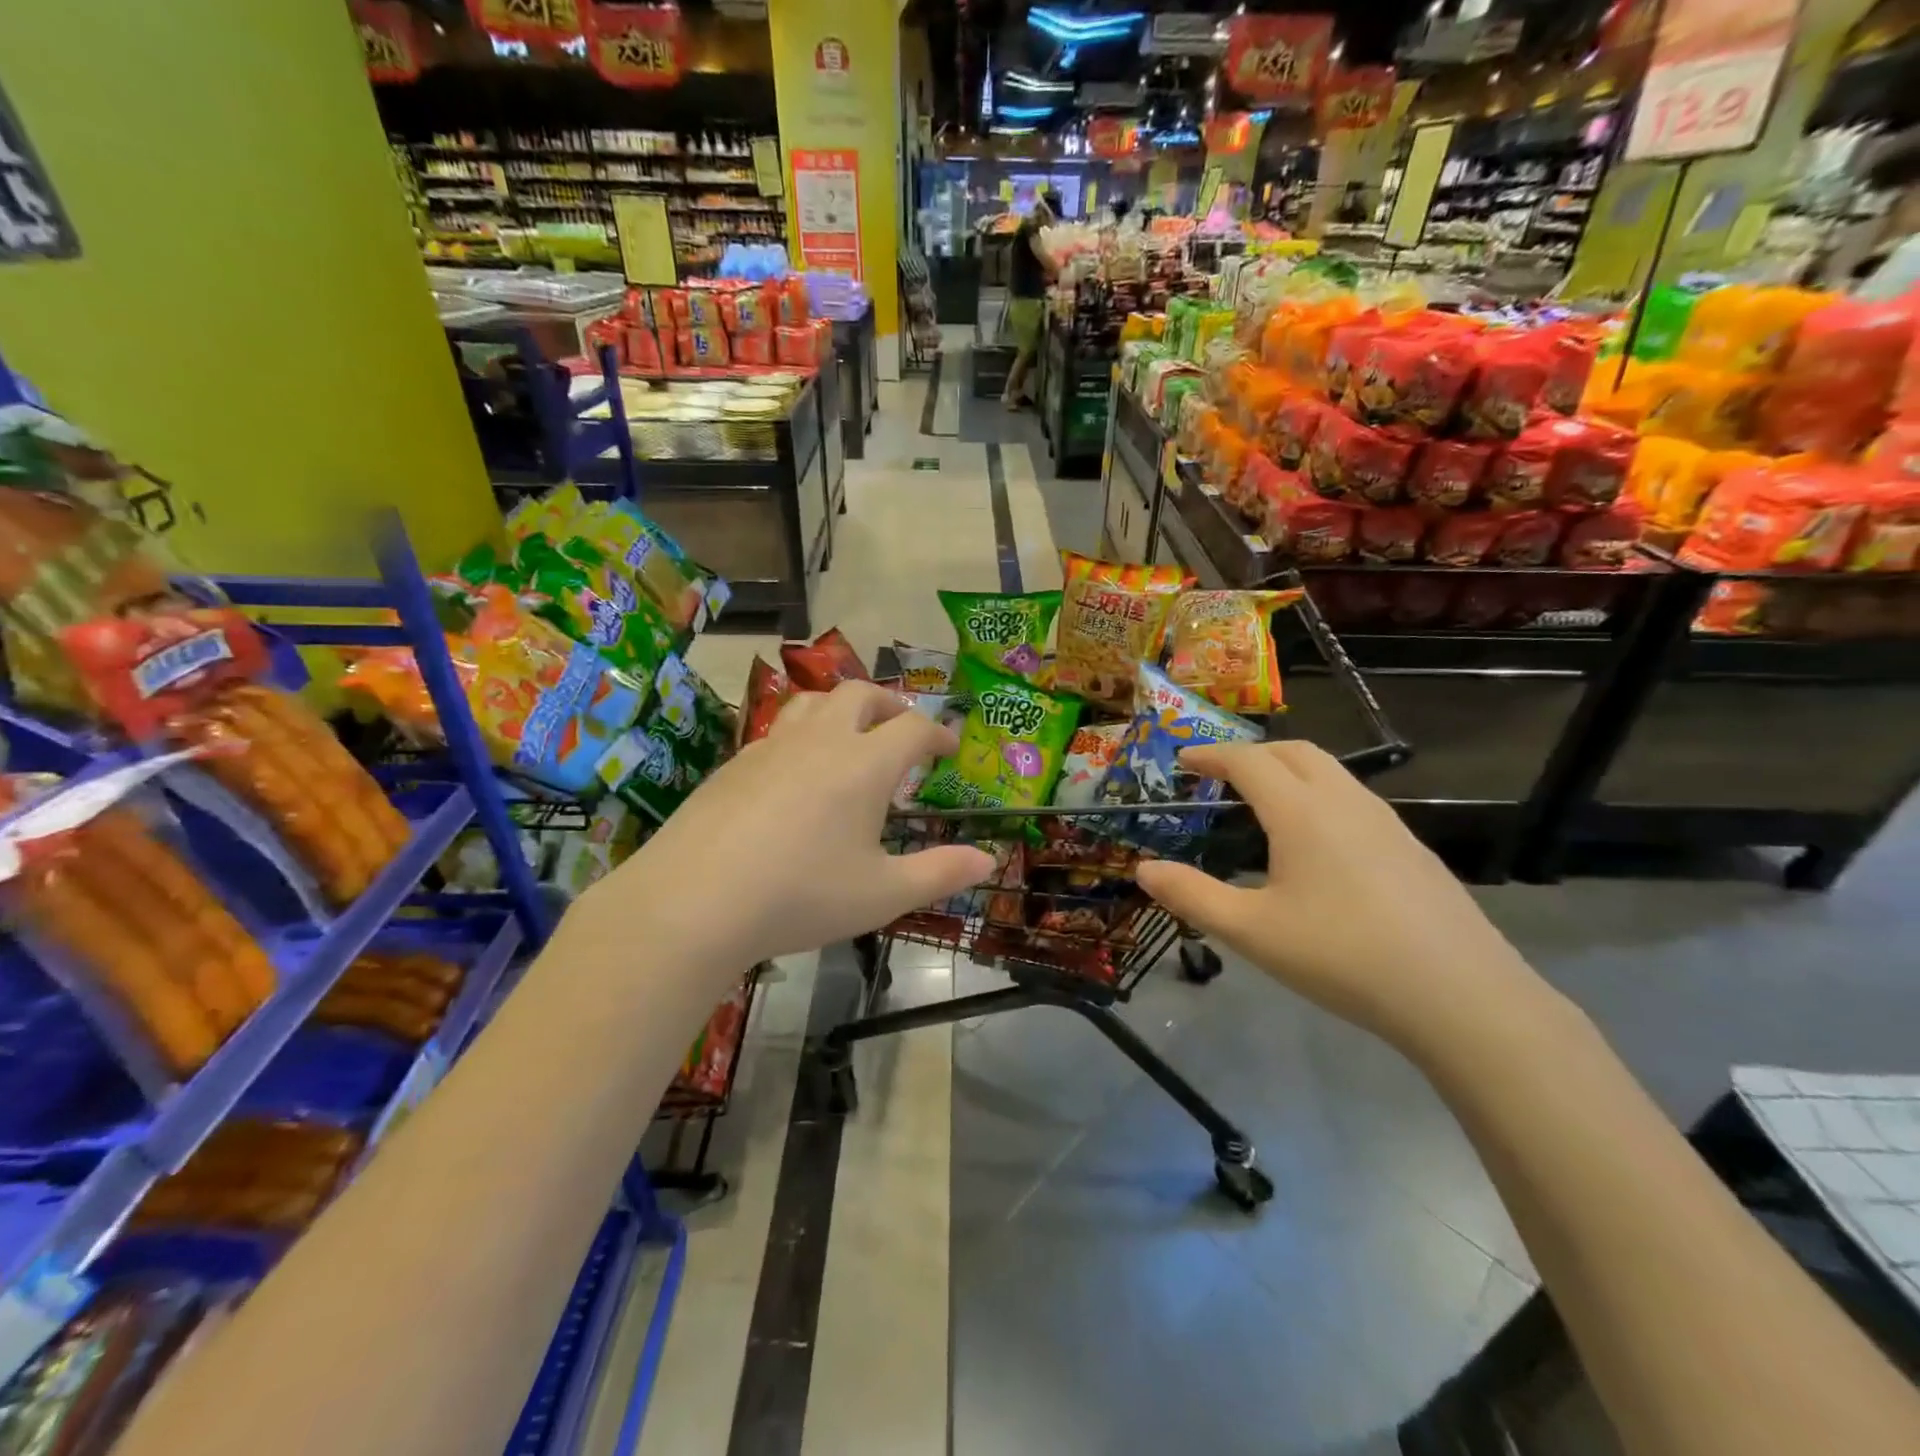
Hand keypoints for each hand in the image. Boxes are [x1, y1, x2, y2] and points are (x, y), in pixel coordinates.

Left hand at [586, 681, 994, 968]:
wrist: (694, 901)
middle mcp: (820, 741)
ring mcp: (771, 747)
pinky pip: (778, 730)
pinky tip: (796, 773)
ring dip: (842, 708)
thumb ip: (940, 873)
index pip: (912, 728)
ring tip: (850, 735)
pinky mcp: (734, 764)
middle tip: (902, 729)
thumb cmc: (801, 896)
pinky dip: (802, 736)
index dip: (937, 734)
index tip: (948, 748)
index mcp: (864, 764)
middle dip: (890, 706)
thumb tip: (989, 860)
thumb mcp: (882, 894)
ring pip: (813, 702)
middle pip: (860, 695)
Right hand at [1134, 741, 1542, 1059]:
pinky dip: (1320, 797)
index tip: (1183, 759)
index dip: (1212, 753)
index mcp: (1302, 812)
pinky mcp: (1412, 849)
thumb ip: (1192, 896)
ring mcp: (1387, 823)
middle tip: (1221, 776)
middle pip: (1295, 752)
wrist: (1462, 996)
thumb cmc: (1342, 956)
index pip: (1249, 760)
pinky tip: (1317, 847)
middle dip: (1252, 753)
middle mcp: (1346, 802)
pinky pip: (1355, 801)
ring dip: (1290, 771)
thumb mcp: (1252, 932)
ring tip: (1264, 805)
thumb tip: (1144, 869)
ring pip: (1332, 773)